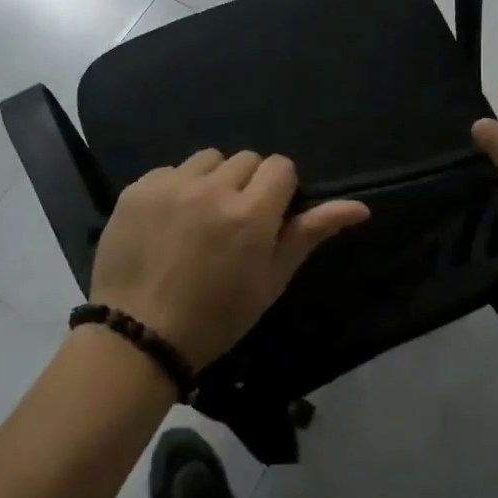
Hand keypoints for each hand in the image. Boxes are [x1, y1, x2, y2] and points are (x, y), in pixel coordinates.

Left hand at [88, 149, 369, 368]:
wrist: (138, 337)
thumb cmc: (216, 317)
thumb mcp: (271, 281)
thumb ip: (310, 234)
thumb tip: (360, 207)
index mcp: (251, 214)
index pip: (280, 167)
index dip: (280, 189)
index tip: (269, 216)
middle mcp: (212, 188)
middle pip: (246, 160)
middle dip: (248, 185)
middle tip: (234, 223)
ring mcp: (171, 185)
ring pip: (209, 159)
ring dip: (212, 180)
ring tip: (200, 217)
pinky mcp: (137, 188)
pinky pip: (170, 170)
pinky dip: (176, 188)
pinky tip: (167, 222)